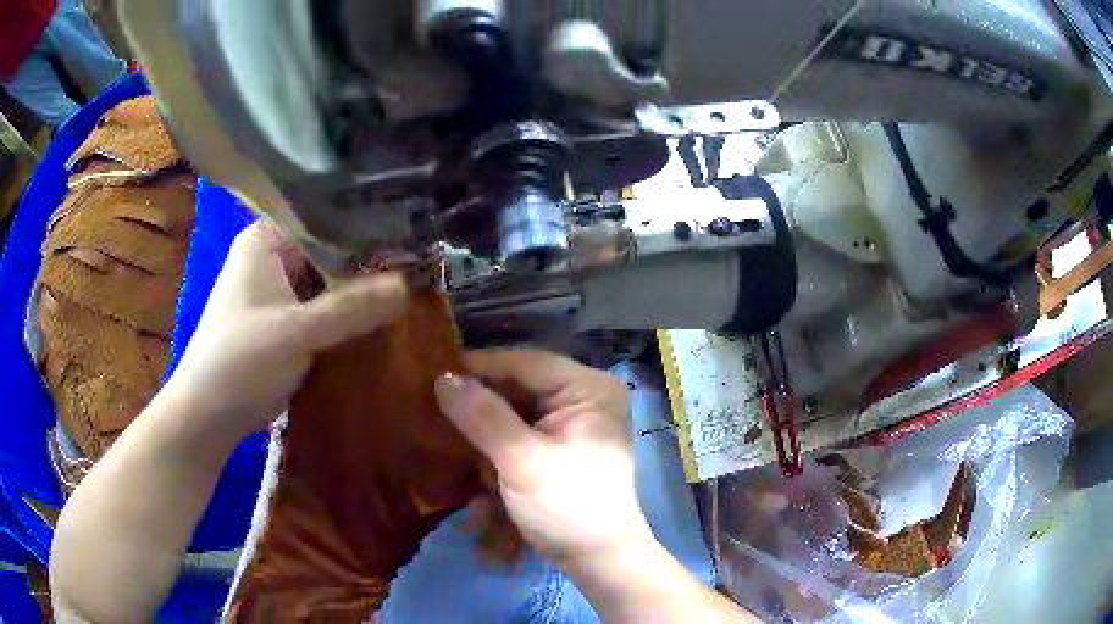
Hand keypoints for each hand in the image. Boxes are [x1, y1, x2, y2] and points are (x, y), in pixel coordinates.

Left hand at [166, 222, 406, 438]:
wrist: (207, 415)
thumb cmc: (241, 361)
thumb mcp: (297, 332)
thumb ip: (352, 307)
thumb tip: (409, 285)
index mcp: (265, 239)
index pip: (326, 221)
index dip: (367, 232)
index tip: (411, 243)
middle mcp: (269, 256)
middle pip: (328, 253)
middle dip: (366, 268)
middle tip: (417, 272)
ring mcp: (274, 291)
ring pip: (325, 283)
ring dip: (356, 295)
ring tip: (407, 294)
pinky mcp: (279, 322)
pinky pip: (319, 309)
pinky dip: (342, 317)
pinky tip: (377, 322)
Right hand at [434, 350, 652, 567]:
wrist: (598, 560)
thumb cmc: (567, 506)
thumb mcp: (522, 461)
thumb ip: (483, 416)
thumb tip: (443, 378)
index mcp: (588, 389)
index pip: (525, 362)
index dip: (479, 366)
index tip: (433, 372)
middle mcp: (584, 398)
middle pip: (519, 388)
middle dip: (480, 404)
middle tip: (434, 407)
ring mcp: (573, 424)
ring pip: (515, 412)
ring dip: (484, 431)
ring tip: (448, 437)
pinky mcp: (561, 448)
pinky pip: (521, 435)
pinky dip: (497, 448)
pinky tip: (474, 465)